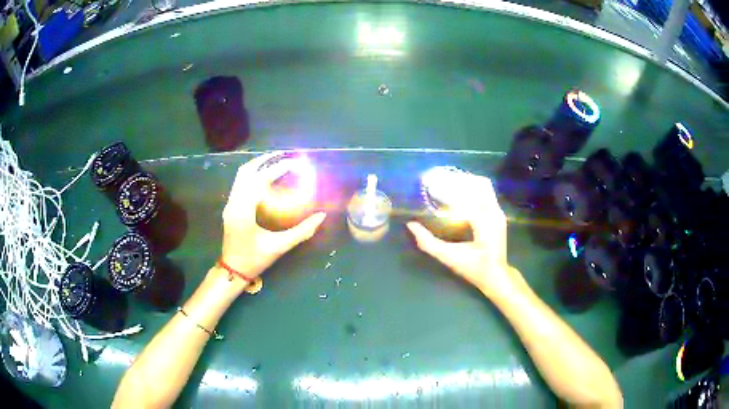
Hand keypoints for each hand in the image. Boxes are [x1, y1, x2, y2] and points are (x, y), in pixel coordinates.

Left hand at [220, 153, 326, 280]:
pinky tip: (266, 177)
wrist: (232, 270)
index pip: (259, 181)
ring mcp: (229, 203)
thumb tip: (321, 216)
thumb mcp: (279, 246)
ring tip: (276, 160)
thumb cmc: (255, 260)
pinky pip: (240, 183)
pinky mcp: (230, 206)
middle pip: (246, 171)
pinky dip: (253, 174)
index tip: (293, 162)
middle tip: (284, 154)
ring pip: (241, 175)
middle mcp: (233, 202)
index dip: (277, 169)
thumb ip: (302, 231)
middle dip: (265, 160)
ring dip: (258, 165)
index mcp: (243, 211)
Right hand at [406, 172, 516, 296]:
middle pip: (478, 185)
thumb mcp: (448, 257)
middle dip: (459, 180)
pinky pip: (487, 193)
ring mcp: (498, 212)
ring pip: (484, 186)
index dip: (449, 188)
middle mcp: (493, 213)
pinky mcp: (499, 213)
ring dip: (467, 182)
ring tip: (448, 184)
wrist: (496, 275)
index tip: (432, 185)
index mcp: (483, 223)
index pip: (466, 197)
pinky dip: (473, 188)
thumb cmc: (473, 268)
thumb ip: (428, 242)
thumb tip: (411, 225)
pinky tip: (460, 193)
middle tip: (439, 180)